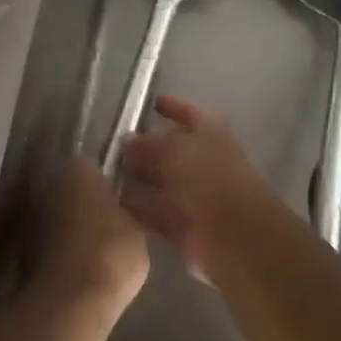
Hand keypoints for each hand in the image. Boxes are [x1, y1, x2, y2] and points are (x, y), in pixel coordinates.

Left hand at [28, 153, 149, 323]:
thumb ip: (125, 210)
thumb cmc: (111, 252)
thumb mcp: (136, 228)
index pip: (94, 167)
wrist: (69, 301)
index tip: (120, 205)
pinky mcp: (21, 246)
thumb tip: (119, 209)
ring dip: (70, 227)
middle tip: (108, 227)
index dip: (108, 186)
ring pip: (57, 215)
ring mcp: (30, 214)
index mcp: (77, 167)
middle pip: (71, 189)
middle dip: (85, 204)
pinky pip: (48, 241)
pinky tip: (78, 268)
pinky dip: (59, 249)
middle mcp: (49, 182)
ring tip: (95, 252)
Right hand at [117, 95, 278, 278]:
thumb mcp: (176, 150)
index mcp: (212, 134)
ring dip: (138, 178)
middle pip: (172, 150)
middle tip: (114, 144)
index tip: (150, 103)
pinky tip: (111, 203)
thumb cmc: (210, 178)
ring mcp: (196, 197)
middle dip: (145, 147)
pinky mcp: (185, 228)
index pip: (190, 113)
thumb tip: (126, 140)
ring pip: (162, 182)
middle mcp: (205, 163)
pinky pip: (156, 213)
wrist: (236, 237)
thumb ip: (149, 143)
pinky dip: (137, 208)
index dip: (172, 107)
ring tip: (105, 172)